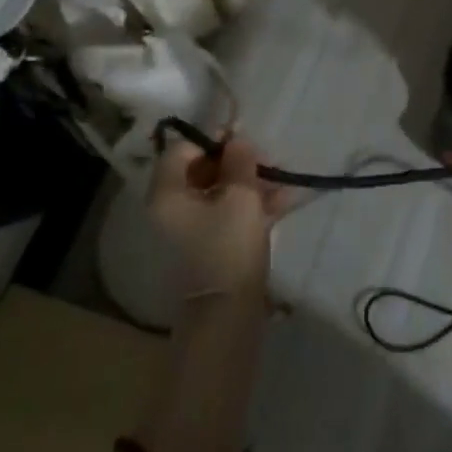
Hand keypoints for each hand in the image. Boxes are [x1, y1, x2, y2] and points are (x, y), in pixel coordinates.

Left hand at [149, 133, 290, 301]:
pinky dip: (252, 204)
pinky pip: (229, 213)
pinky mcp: (211, 246)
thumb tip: (238, 141)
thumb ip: (240, 162)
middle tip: (267, 160)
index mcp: (167, 194)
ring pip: (220, 192)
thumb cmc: (228, 246)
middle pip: (202, 170)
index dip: (212, 139)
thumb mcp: (240, 196)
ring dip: (250, 182)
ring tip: (283, 179)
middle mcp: (173, 209)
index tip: (244, 139)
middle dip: (237, 162)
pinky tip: (283, 200)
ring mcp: (192, 229)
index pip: (182, 150)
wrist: (228, 312)